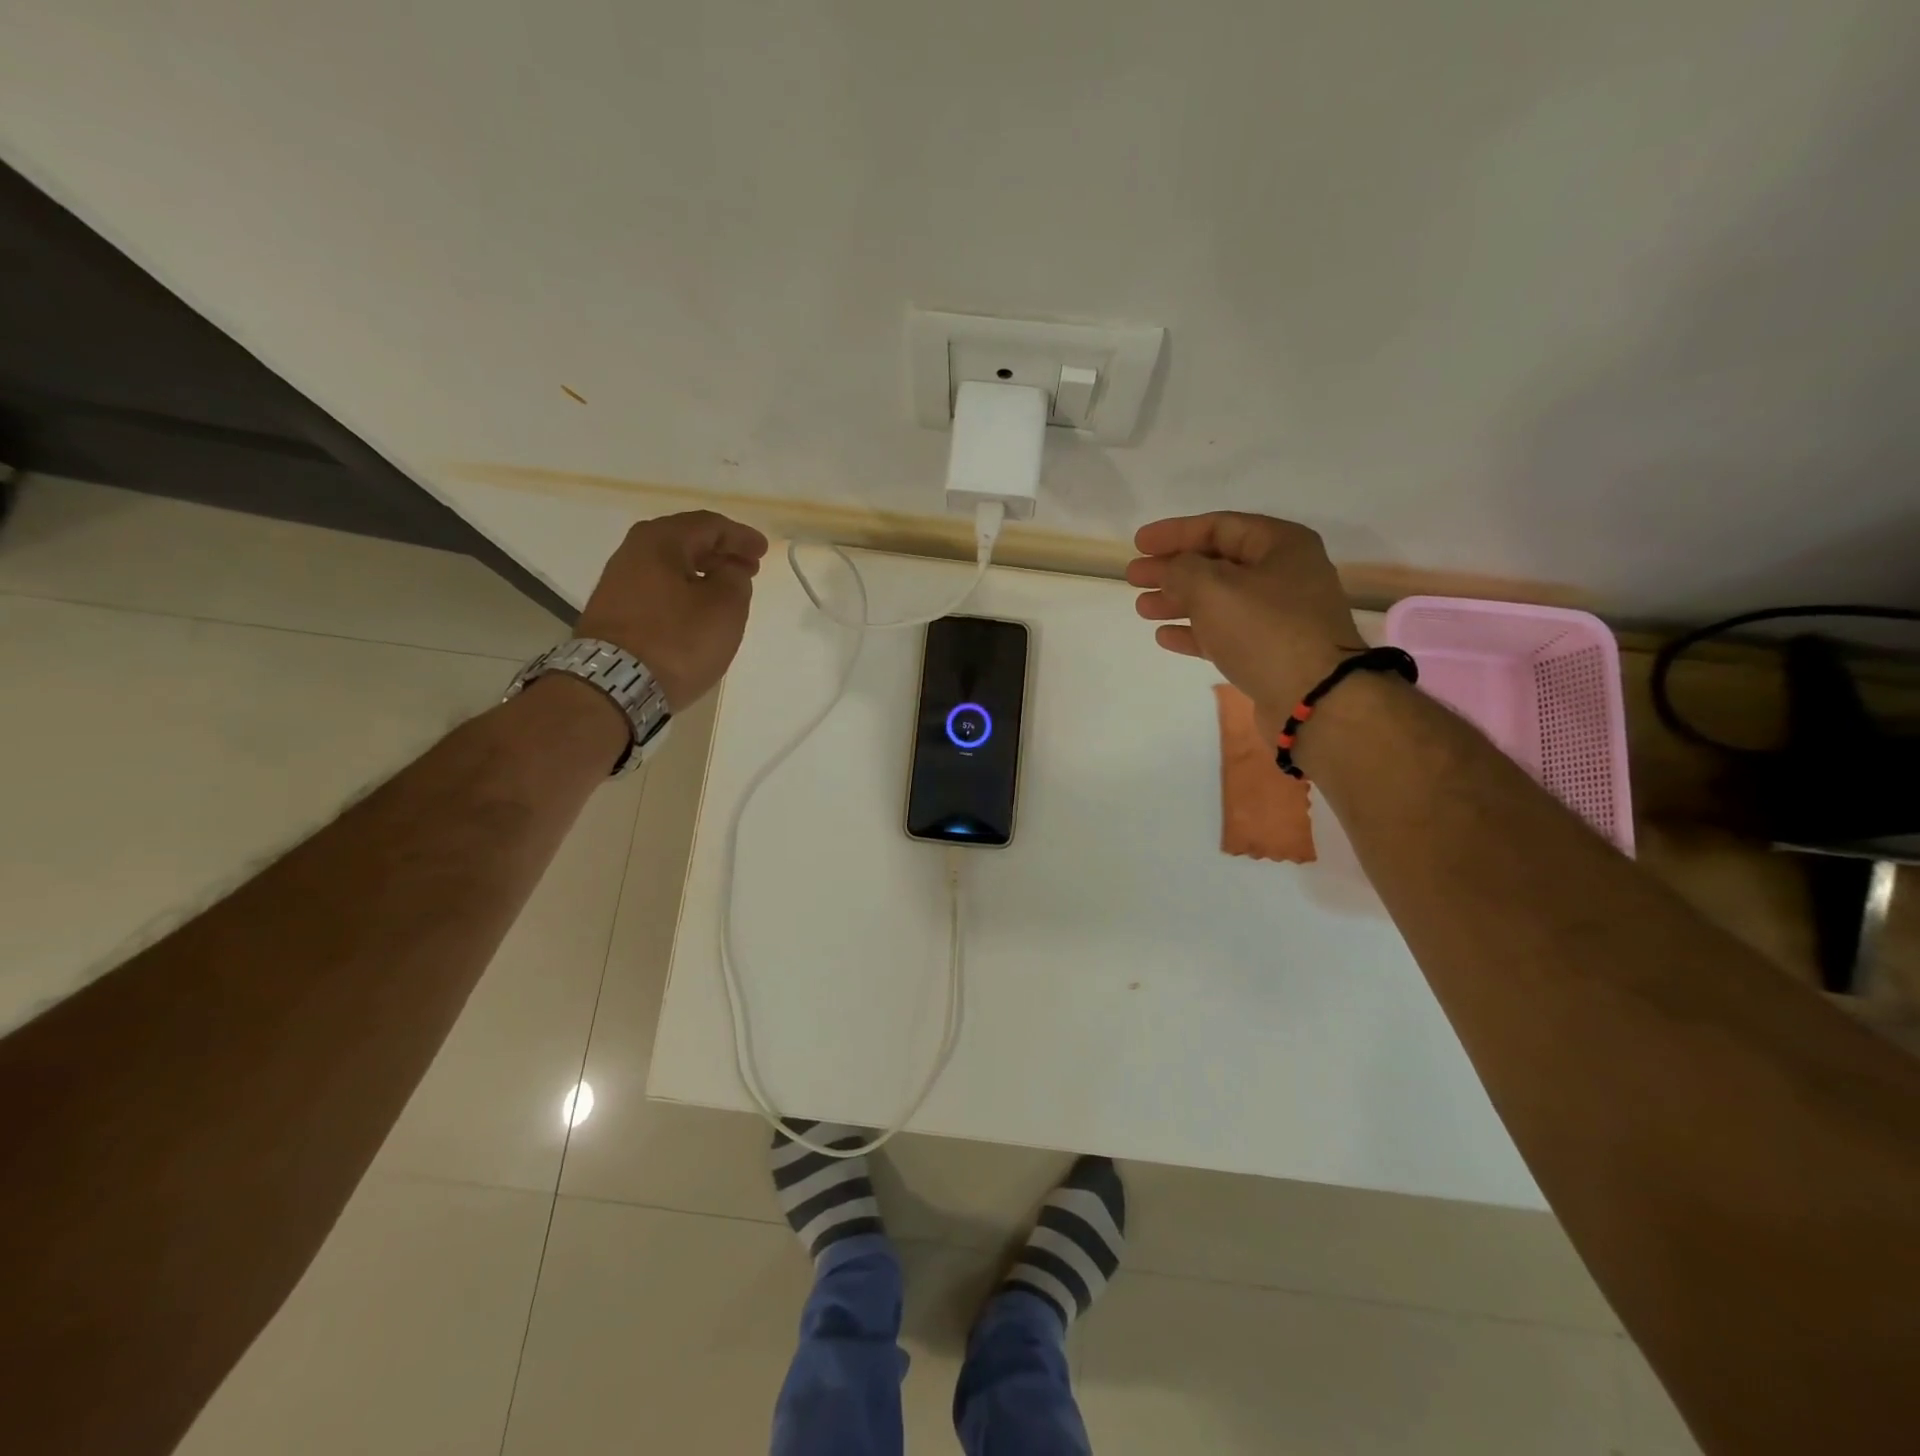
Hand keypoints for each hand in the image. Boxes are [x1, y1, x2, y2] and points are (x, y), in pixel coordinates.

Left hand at [575, 510, 769, 708]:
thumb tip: (728, 571)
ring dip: (702, 573)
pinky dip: (684, 590)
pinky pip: (658, 588)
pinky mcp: (614, 611)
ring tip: (726, 591)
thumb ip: (735, 579)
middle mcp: (633, 551)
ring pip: (671, 566)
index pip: (709, 525)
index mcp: (660, 540)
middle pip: (686, 541)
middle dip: (721, 552)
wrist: (615, 685)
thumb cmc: (677, 641)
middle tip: (748, 568)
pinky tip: (697, 610)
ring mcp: (618, 582)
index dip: (741, 536)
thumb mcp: (725, 608)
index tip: (764, 551)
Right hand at [1127, 512, 1365, 724]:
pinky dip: (1195, 632)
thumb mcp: (1213, 587)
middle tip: (1134, 577)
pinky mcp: (1270, 652)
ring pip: (1218, 600)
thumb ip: (1181, 570)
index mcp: (1281, 545)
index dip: (1174, 533)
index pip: (1219, 526)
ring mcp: (1279, 616)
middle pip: (1217, 564)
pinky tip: (1164, 636)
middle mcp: (1284, 575)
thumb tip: (1170, 571)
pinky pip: (1225, 633)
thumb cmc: (1263, 630)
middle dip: (1172, 569)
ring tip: (1142, 608)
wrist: (1312, 697)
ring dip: (1178, 602)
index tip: (1138, 544)